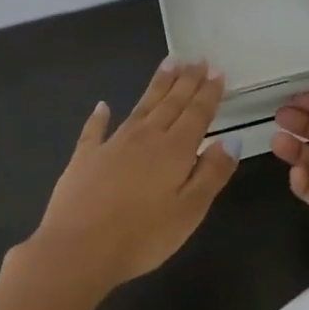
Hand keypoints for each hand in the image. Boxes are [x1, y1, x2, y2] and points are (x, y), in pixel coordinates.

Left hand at [29, 60, 236, 292]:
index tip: (217, 71)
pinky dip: (99, 116)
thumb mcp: (190, 211)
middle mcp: (146, 137)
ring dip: (157, 86)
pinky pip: (94, 130)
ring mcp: (112, 145)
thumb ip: (212, 173)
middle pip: (171, 103)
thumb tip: (232, 140)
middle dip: (187, 80)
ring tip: (169, 64)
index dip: (209, 92)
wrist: (77, 250)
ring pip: (141, 107)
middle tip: (198, 59)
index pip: (197, 113)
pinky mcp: (84, 159)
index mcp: (175, 149)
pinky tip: (102, 105)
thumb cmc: (142, 236)